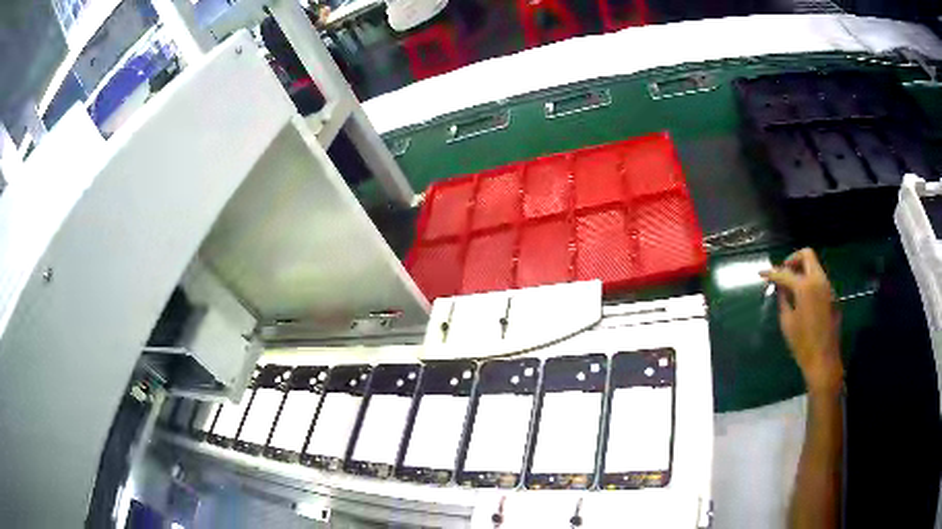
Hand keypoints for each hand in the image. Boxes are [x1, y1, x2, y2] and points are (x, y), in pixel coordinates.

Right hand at [760, 249, 842, 395]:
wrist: (824, 360)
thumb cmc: (802, 344)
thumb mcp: (787, 322)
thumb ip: (783, 299)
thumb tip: (780, 288)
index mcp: (805, 286)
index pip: (785, 272)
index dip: (772, 273)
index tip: (762, 274)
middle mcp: (818, 280)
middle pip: (806, 255)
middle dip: (792, 260)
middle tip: (783, 272)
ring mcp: (827, 287)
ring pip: (814, 266)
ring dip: (802, 269)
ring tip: (790, 285)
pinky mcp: (831, 295)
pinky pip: (819, 279)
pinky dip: (809, 280)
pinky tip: (802, 297)